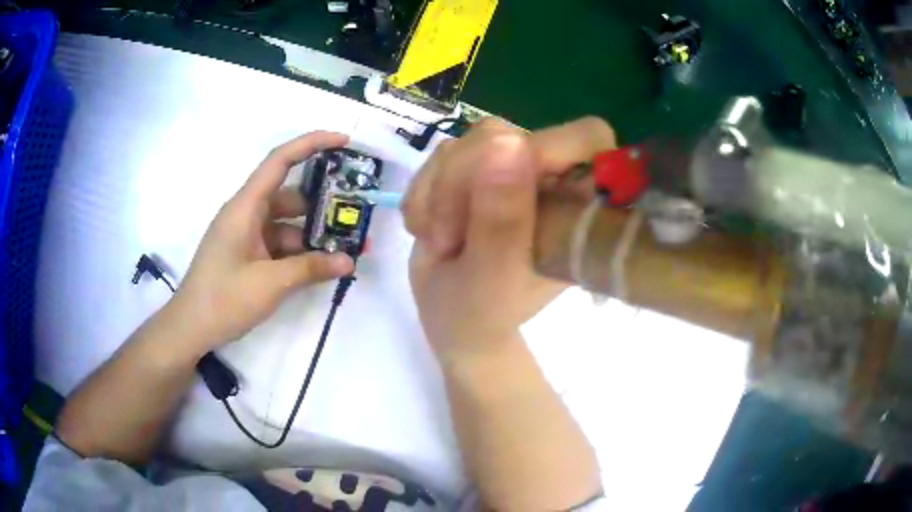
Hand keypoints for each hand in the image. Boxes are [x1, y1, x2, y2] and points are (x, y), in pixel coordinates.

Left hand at [168, 132, 355, 354]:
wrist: (190, 328)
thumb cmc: (223, 299)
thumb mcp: (270, 284)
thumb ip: (311, 269)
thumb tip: (349, 261)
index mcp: (245, 207)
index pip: (280, 161)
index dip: (312, 144)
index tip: (344, 140)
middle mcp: (246, 213)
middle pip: (289, 196)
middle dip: (322, 205)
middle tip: (354, 216)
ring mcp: (246, 235)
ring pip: (287, 223)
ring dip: (312, 234)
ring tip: (344, 249)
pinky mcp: (247, 254)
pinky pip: (279, 244)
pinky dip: (299, 252)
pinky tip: (320, 267)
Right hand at [404, 117, 615, 361]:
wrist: (450, 316)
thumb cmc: (484, 311)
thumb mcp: (494, 278)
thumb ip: (503, 220)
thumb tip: (507, 142)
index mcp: (577, 205)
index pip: (588, 137)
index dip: (549, 149)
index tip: (506, 186)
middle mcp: (549, 178)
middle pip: (508, 134)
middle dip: (464, 182)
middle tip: (449, 236)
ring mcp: (511, 168)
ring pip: (468, 141)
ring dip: (439, 192)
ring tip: (441, 241)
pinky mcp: (475, 166)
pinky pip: (442, 153)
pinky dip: (424, 192)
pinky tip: (428, 228)